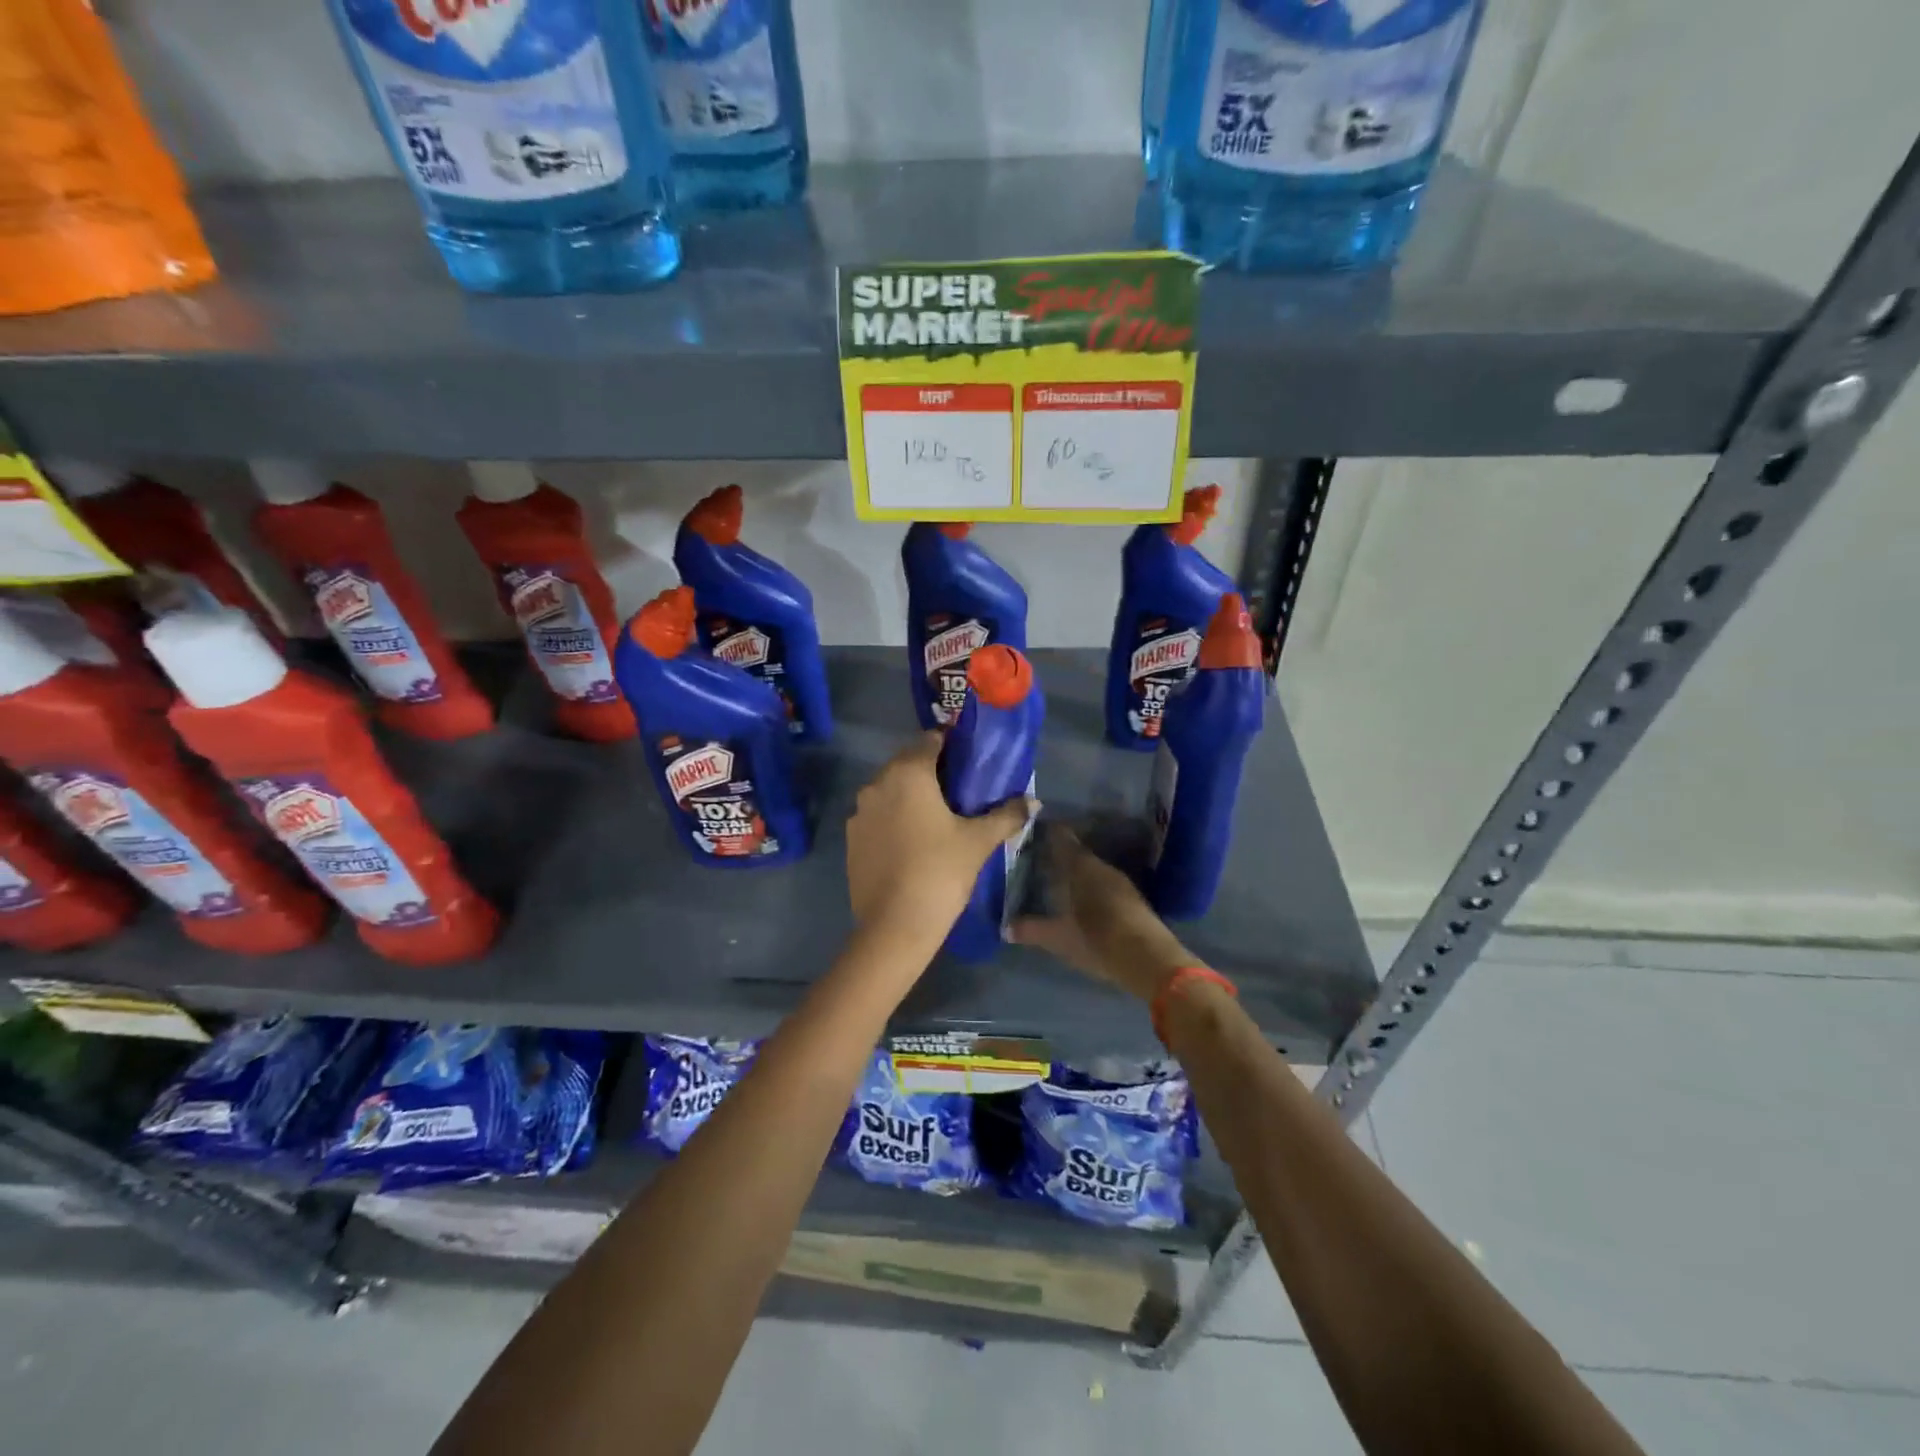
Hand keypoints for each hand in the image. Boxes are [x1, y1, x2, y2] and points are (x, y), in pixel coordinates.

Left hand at [846, 732, 1034, 946]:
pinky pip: (877, 817)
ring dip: (910, 796)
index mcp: (908, 773)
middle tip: (959, 792)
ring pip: (889, 791)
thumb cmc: (940, 872)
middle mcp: (877, 783)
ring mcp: (859, 812)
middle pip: (907, 763)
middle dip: (931, 772)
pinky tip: (912, 843)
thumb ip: (1006, 815)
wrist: (894, 926)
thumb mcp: (979, 841)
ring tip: (937, 819)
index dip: (951, 747)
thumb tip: (1033, 801)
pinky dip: (893, 820)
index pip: (930, 740)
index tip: (970, 763)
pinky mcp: (851, 839)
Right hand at [1012, 826, 1193, 1001]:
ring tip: (1058, 879)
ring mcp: (1121, 882)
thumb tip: (1005, 927)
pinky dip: (1091, 885)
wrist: (1149, 959)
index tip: (1032, 831)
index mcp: (1080, 867)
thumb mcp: (1059, 938)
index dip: (1048, 833)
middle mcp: (1101, 867)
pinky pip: (1105, 882)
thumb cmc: (1097, 940)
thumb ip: (1032, 929)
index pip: (1062, 839)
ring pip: (1093, 868)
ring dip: (1077, 871)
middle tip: (1040, 859)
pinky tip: (1083, 898)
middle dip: (1060, 855)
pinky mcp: (1133, 898)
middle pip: (1078, 853)